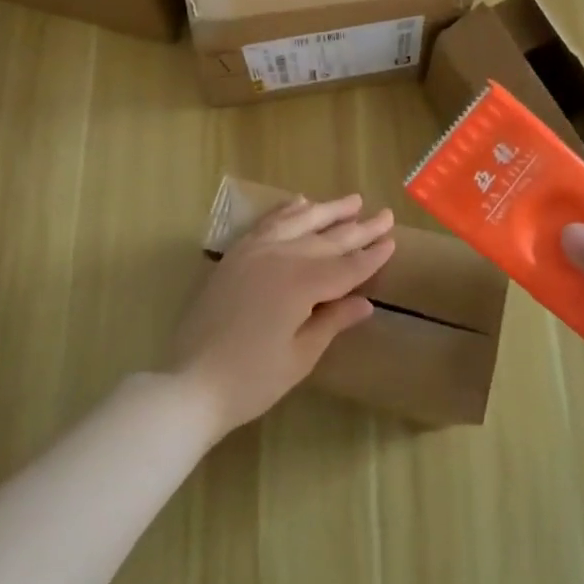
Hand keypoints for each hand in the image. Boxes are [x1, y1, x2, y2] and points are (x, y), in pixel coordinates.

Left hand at [171, 194, 395, 436]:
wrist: (190, 382)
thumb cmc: (251, 380)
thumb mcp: (300, 357)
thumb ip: (332, 322)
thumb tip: (365, 303)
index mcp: (301, 285)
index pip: (346, 267)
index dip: (371, 256)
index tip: (392, 241)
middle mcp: (279, 258)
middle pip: (326, 241)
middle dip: (358, 229)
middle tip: (385, 215)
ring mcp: (253, 253)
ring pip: (298, 223)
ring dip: (327, 211)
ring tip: (352, 201)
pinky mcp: (234, 256)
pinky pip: (265, 224)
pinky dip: (285, 211)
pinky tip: (300, 202)